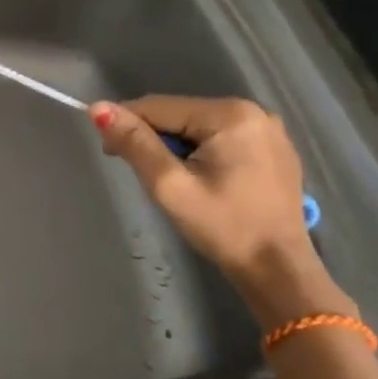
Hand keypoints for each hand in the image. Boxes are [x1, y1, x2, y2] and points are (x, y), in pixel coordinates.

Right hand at [88, 94, 351, 321]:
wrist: (279, 271)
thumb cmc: (223, 228)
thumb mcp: (169, 186)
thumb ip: (134, 143)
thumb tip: (98, 108)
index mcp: (229, 114)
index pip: (158, 106)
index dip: (126, 126)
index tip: (111, 155)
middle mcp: (253, 111)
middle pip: (179, 114)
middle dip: (153, 138)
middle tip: (144, 175)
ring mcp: (268, 129)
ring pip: (197, 125)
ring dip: (175, 146)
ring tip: (172, 180)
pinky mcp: (273, 148)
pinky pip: (220, 137)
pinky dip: (201, 152)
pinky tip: (201, 179)